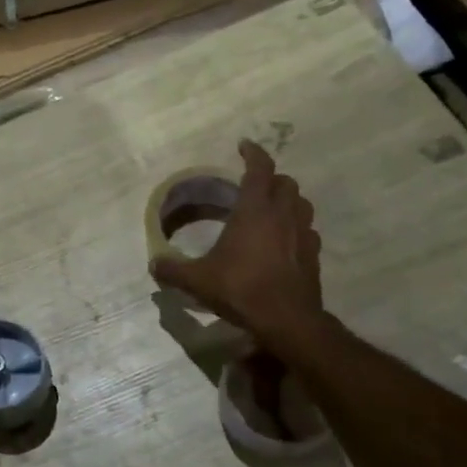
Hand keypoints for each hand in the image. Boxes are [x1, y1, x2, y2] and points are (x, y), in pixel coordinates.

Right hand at [149, 140, 324, 343]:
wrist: (287, 320)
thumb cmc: (241, 289)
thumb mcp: (198, 280)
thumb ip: (173, 270)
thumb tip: (153, 265)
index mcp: (255, 210)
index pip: (260, 168)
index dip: (253, 153)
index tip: (243, 146)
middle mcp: (283, 214)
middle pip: (285, 182)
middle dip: (271, 178)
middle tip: (253, 185)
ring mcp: (303, 234)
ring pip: (301, 203)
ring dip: (287, 200)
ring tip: (270, 209)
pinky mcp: (313, 255)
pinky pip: (307, 230)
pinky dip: (296, 227)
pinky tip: (283, 241)